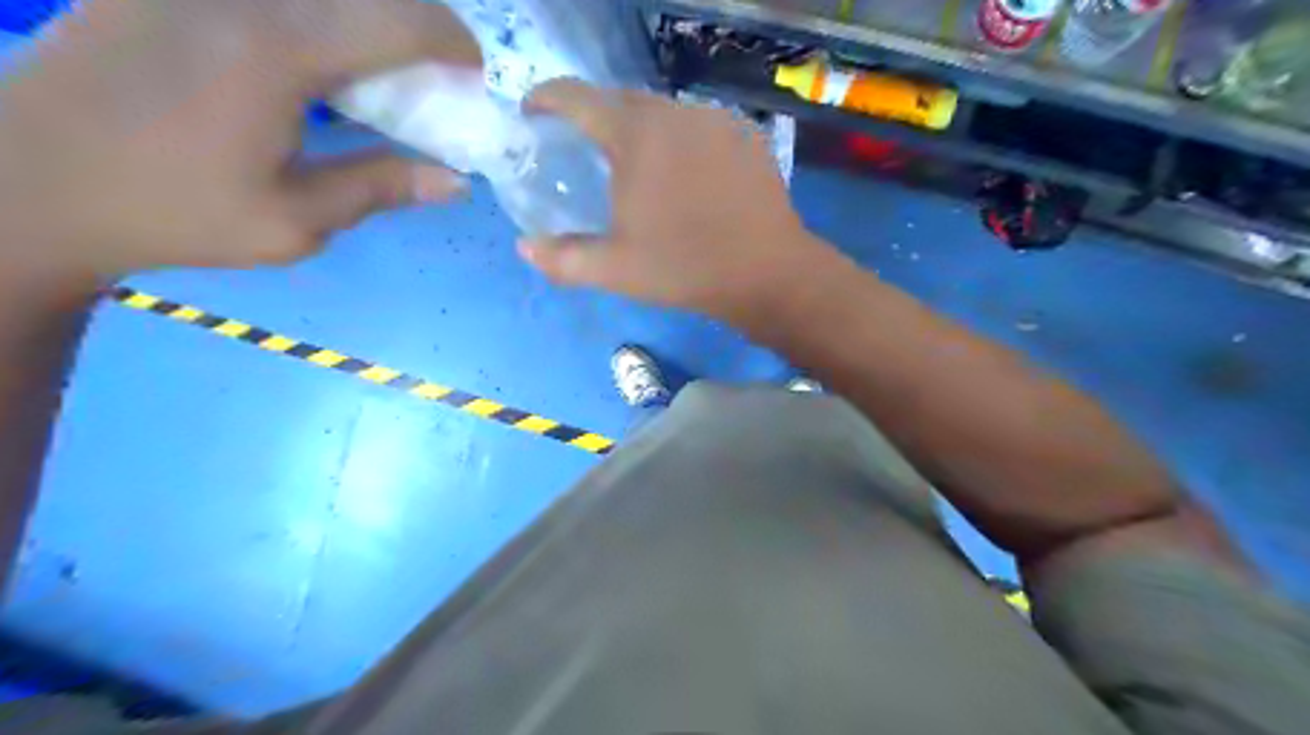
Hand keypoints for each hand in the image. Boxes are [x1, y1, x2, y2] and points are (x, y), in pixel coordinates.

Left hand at [1, 0, 479, 277]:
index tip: (475, 70)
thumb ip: (379, 188)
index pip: (394, 22)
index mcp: (275, 52)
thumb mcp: (295, 221)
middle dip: (411, 25)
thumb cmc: (176, 213)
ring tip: (373, 71)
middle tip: (429, 73)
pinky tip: (309, 64)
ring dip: (360, 21)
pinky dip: (312, 19)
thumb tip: (455, 181)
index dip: (450, 40)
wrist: (30, 183)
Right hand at [520, 77, 838, 324]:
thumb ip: (563, 258)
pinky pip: (699, 128)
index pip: (577, 96)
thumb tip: (524, 248)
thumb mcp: (615, 269)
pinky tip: (685, 176)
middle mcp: (675, 112)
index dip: (547, 99)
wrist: (767, 273)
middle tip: (584, 150)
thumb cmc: (685, 268)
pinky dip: (680, 142)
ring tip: (638, 167)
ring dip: (641, 130)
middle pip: (621, 100)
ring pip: (664, 113)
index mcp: (635, 134)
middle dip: (595, 117)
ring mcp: (717, 121)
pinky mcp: (746, 137)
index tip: (534, 114)